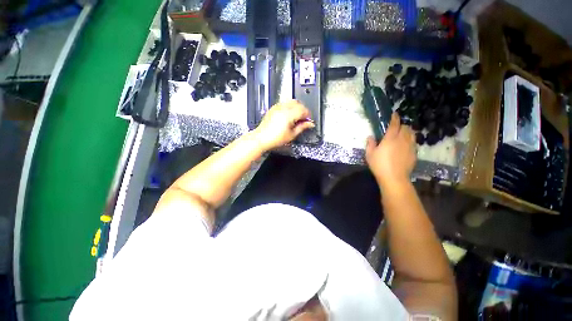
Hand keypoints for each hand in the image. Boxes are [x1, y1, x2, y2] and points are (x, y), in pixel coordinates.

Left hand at [253, 100, 314, 150]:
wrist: (262, 138)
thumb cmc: (275, 138)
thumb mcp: (292, 135)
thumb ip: (302, 127)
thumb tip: (310, 124)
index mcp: (289, 114)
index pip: (303, 110)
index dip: (308, 115)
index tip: (309, 121)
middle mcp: (283, 108)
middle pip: (298, 103)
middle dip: (303, 110)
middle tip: (303, 119)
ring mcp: (277, 107)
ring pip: (291, 102)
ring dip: (296, 108)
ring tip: (296, 118)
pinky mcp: (273, 108)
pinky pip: (284, 103)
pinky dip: (289, 108)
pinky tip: (289, 116)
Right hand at [366, 113, 415, 188]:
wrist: (394, 178)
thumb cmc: (379, 165)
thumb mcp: (369, 154)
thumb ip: (370, 144)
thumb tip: (370, 137)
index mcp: (390, 138)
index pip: (394, 124)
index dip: (395, 118)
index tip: (394, 114)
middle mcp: (402, 140)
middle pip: (406, 127)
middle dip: (402, 125)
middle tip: (396, 128)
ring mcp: (410, 146)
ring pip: (412, 134)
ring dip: (407, 132)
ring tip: (402, 135)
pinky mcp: (414, 153)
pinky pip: (413, 143)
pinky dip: (410, 141)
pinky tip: (405, 146)